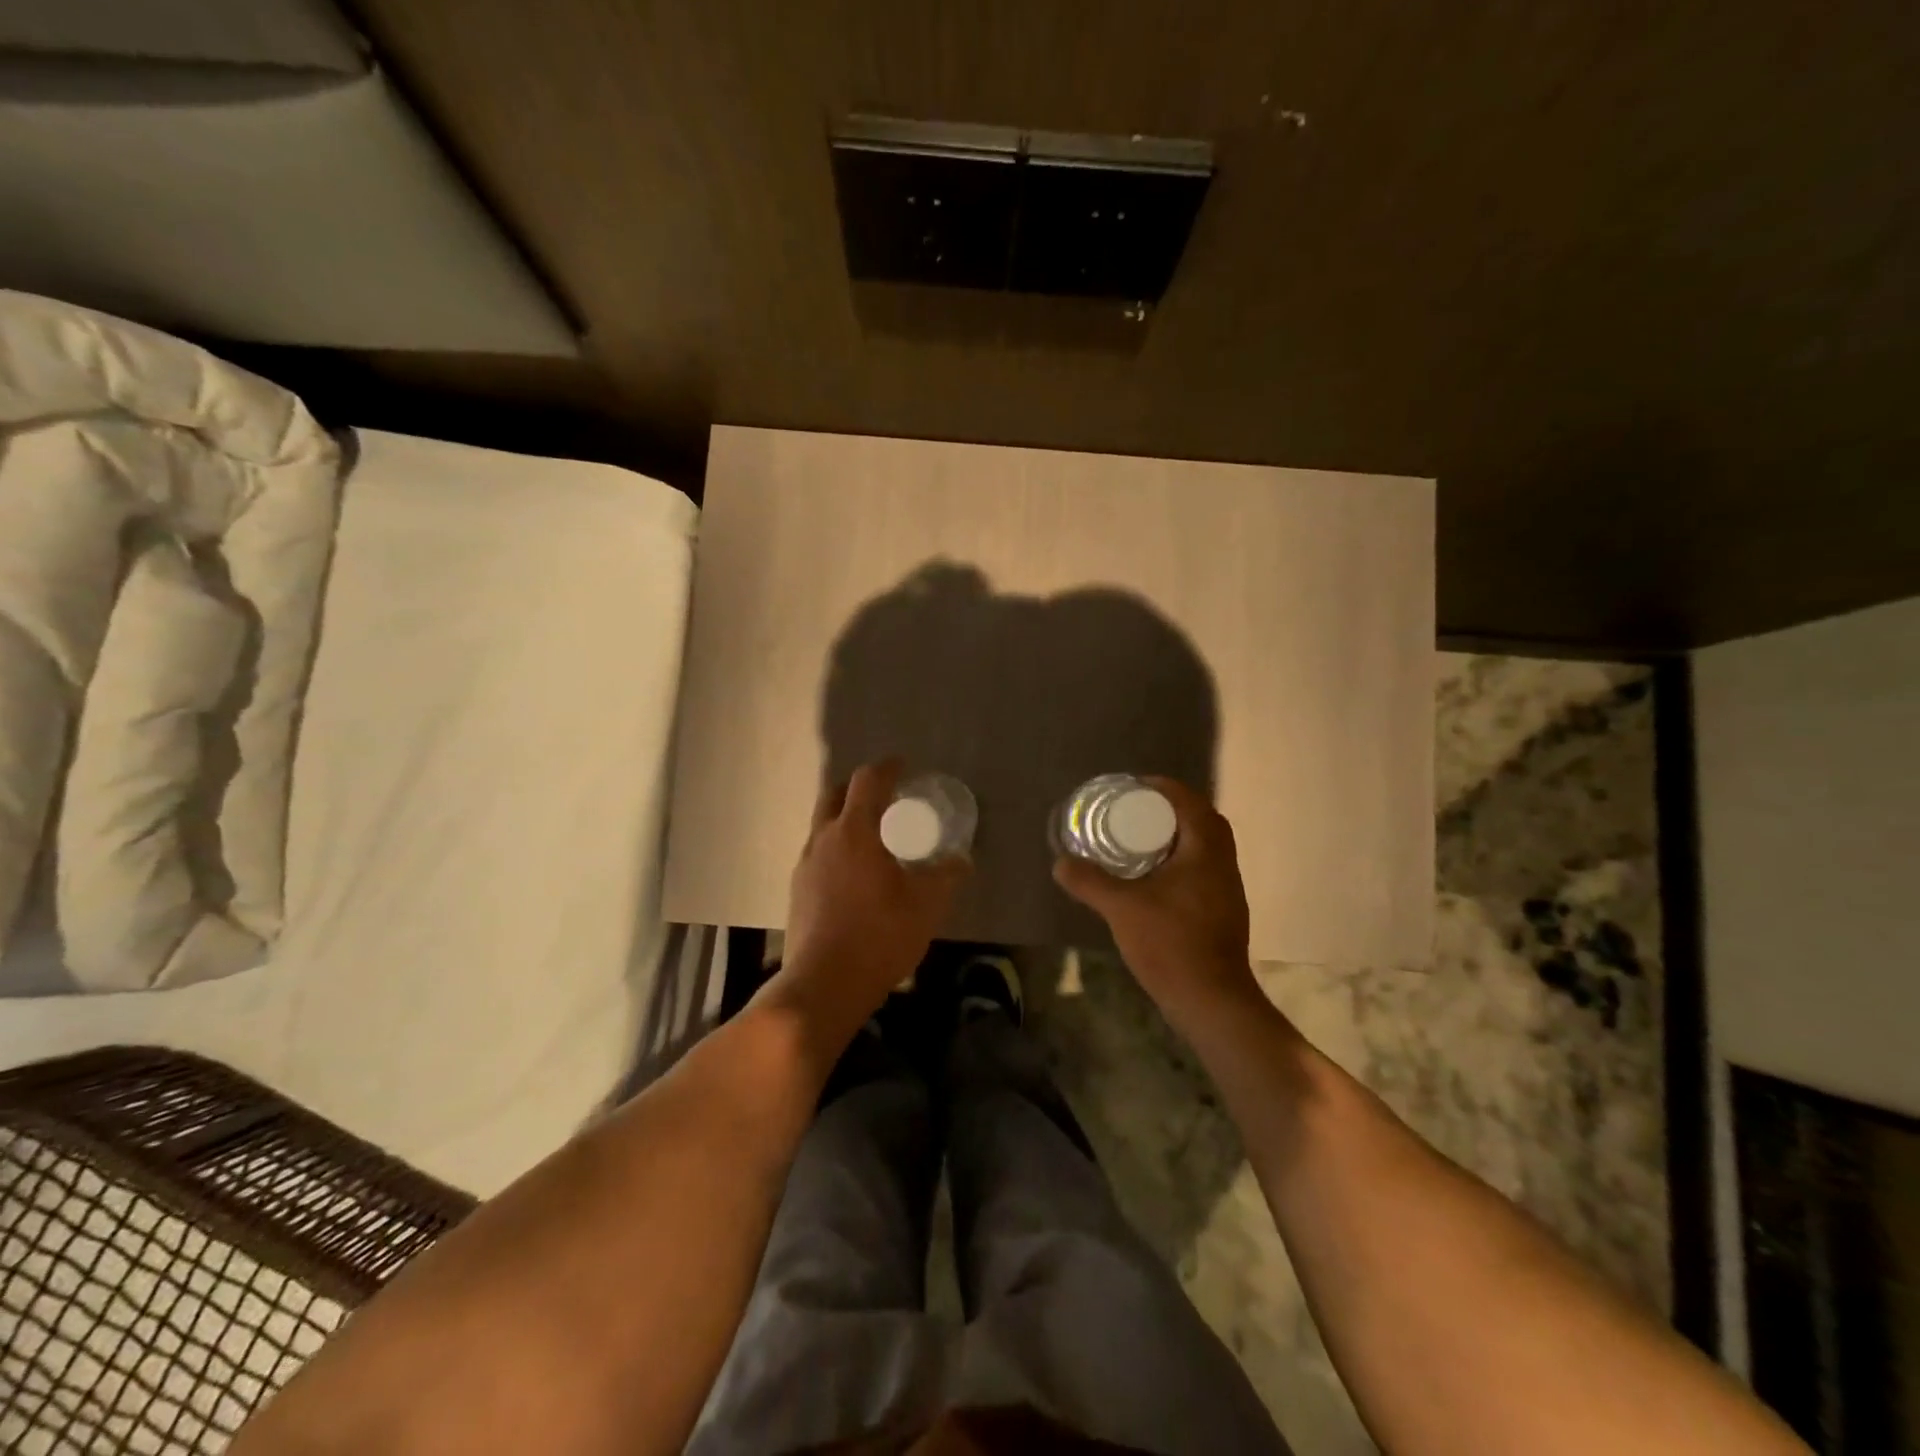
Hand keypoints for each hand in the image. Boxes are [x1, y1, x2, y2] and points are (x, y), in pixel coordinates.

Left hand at [773, 760, 969, 1040]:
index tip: (903, 767)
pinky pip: (818, 854)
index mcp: (854, 831)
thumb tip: (962, 860)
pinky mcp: (797, 892)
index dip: (887, 768)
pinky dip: (837, 849)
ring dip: (845, 820)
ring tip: (873, 838)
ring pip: (823, 826)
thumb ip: (947, 876)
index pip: (867, 781)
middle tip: (885, 799)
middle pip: (835, 795)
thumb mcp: (927, 905)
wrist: (823, 985)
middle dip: (859, 789)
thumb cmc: (879, 935)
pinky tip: (855, 876)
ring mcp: (805, 865)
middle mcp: (823, 839)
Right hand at [1053, 777, 1261, 1022]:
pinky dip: (1181, 860)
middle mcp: (1223, 863)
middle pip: (1201, 820)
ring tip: (1141, 839)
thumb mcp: (1121, 907)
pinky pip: (1203, 869)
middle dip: (1170, 809)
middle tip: (1136, 811)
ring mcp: (1227, 889)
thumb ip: (1089, 881)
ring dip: (1177, 836)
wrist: (1211, 1000)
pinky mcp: (1223, 911)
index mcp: (1205, 850)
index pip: (1190, 802)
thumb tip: (1060, 862)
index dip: (1163, 788)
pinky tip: (1154, 877)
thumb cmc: (1170, 943)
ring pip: (1205, 847)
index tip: (1134, 787)